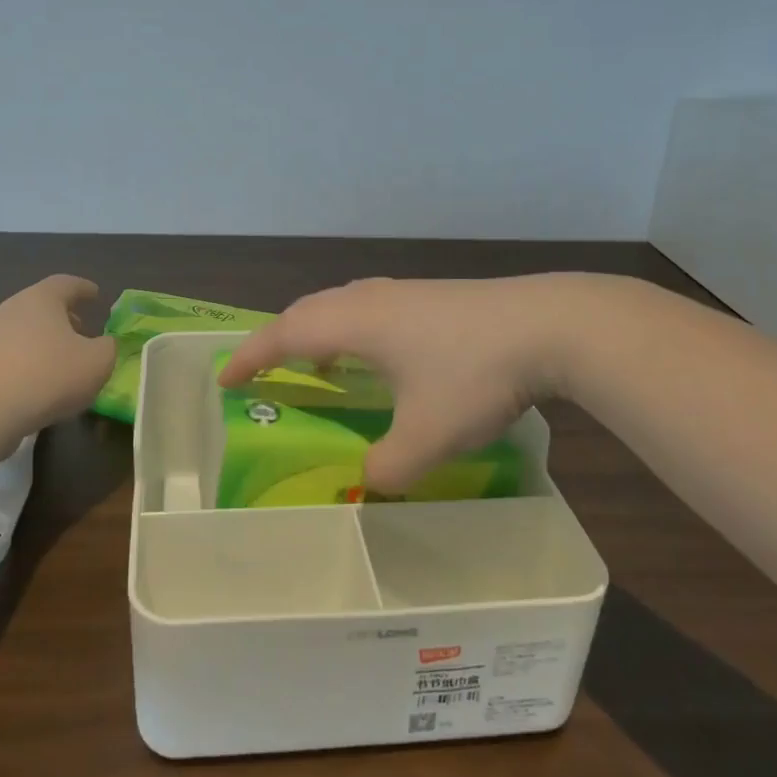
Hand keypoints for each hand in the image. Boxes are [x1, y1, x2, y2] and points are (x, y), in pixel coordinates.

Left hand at [0, 276, 116, 438]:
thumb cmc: (48, 377)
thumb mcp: (97, 363)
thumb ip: (108, 348)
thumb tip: (103, 344)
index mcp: (41, 299)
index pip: (66, 283)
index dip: (84, 288)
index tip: (96, 294)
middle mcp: (10, 309)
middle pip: (41, 305)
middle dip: (64, 316)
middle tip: (82, 330)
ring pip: (23, 330)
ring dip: (43, 340)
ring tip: (60, 361)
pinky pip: (7, 354)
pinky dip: (25, 360)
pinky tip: (35, 383)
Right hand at [217, 275, 584, 491]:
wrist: (550, 325)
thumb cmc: (474, 375)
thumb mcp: (427, 436)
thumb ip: (388, 468)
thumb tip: (369, 482)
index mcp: (356, 323)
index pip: (285, 334)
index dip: (252, 356)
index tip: (226, 378)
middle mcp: (372, 300)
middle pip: (308, 311)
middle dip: (278, 339)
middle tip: (264, 369)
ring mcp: (406, 294)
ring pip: (342, 305)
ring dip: (318, 331)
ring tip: (316, 363)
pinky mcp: (435, 298)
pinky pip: (371, 309)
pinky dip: (352, 330)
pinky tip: (379, 356)